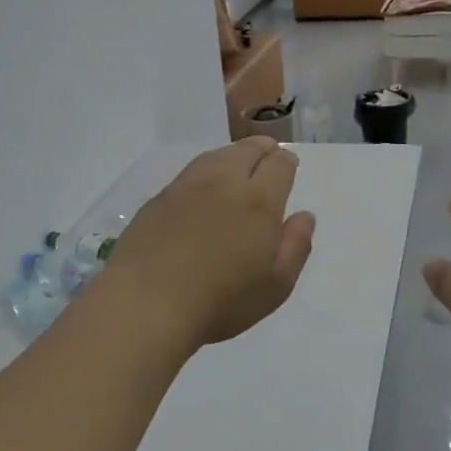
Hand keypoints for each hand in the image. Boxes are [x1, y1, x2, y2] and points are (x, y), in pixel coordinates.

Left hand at [103, 138, 316, 352]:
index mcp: (259, 201)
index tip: (288, 165)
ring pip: (217, 155)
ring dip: (233, 153)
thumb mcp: (275, 285)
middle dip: (262, 148)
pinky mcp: (159, 198)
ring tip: (238, 160)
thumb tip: (304, 216)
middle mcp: (224, 182)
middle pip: (247, 150)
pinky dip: (206, 168)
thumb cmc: (220, 300)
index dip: (286, 162)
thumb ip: (295, 246)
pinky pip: (190, 171)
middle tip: (267, 152)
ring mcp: (187, 186)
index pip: (278, 165)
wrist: (147, 302)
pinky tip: (204, 183)